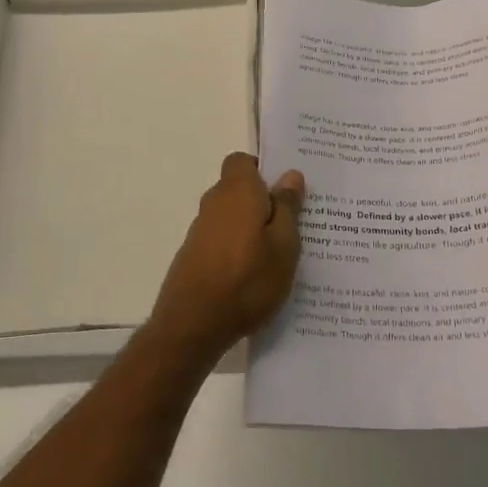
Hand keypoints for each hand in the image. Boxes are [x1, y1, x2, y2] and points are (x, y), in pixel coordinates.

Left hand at [148, 153, 304, 359]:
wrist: (193, 325)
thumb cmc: (247, 280)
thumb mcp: (284, 245)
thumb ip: (288, 208)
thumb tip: (290, 175)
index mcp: (237, 191)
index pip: (242, 161)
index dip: (263, 170)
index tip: (286, 191)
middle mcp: (214, 203)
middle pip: (239, 189)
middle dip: (264, 201)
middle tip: (294, 224)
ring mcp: (200, 231)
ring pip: (232, 216)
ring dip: (252, 228)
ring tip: (279, 255)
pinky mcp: (193, 256)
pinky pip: (222, 240)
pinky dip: (238, 249)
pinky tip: (255, 275)